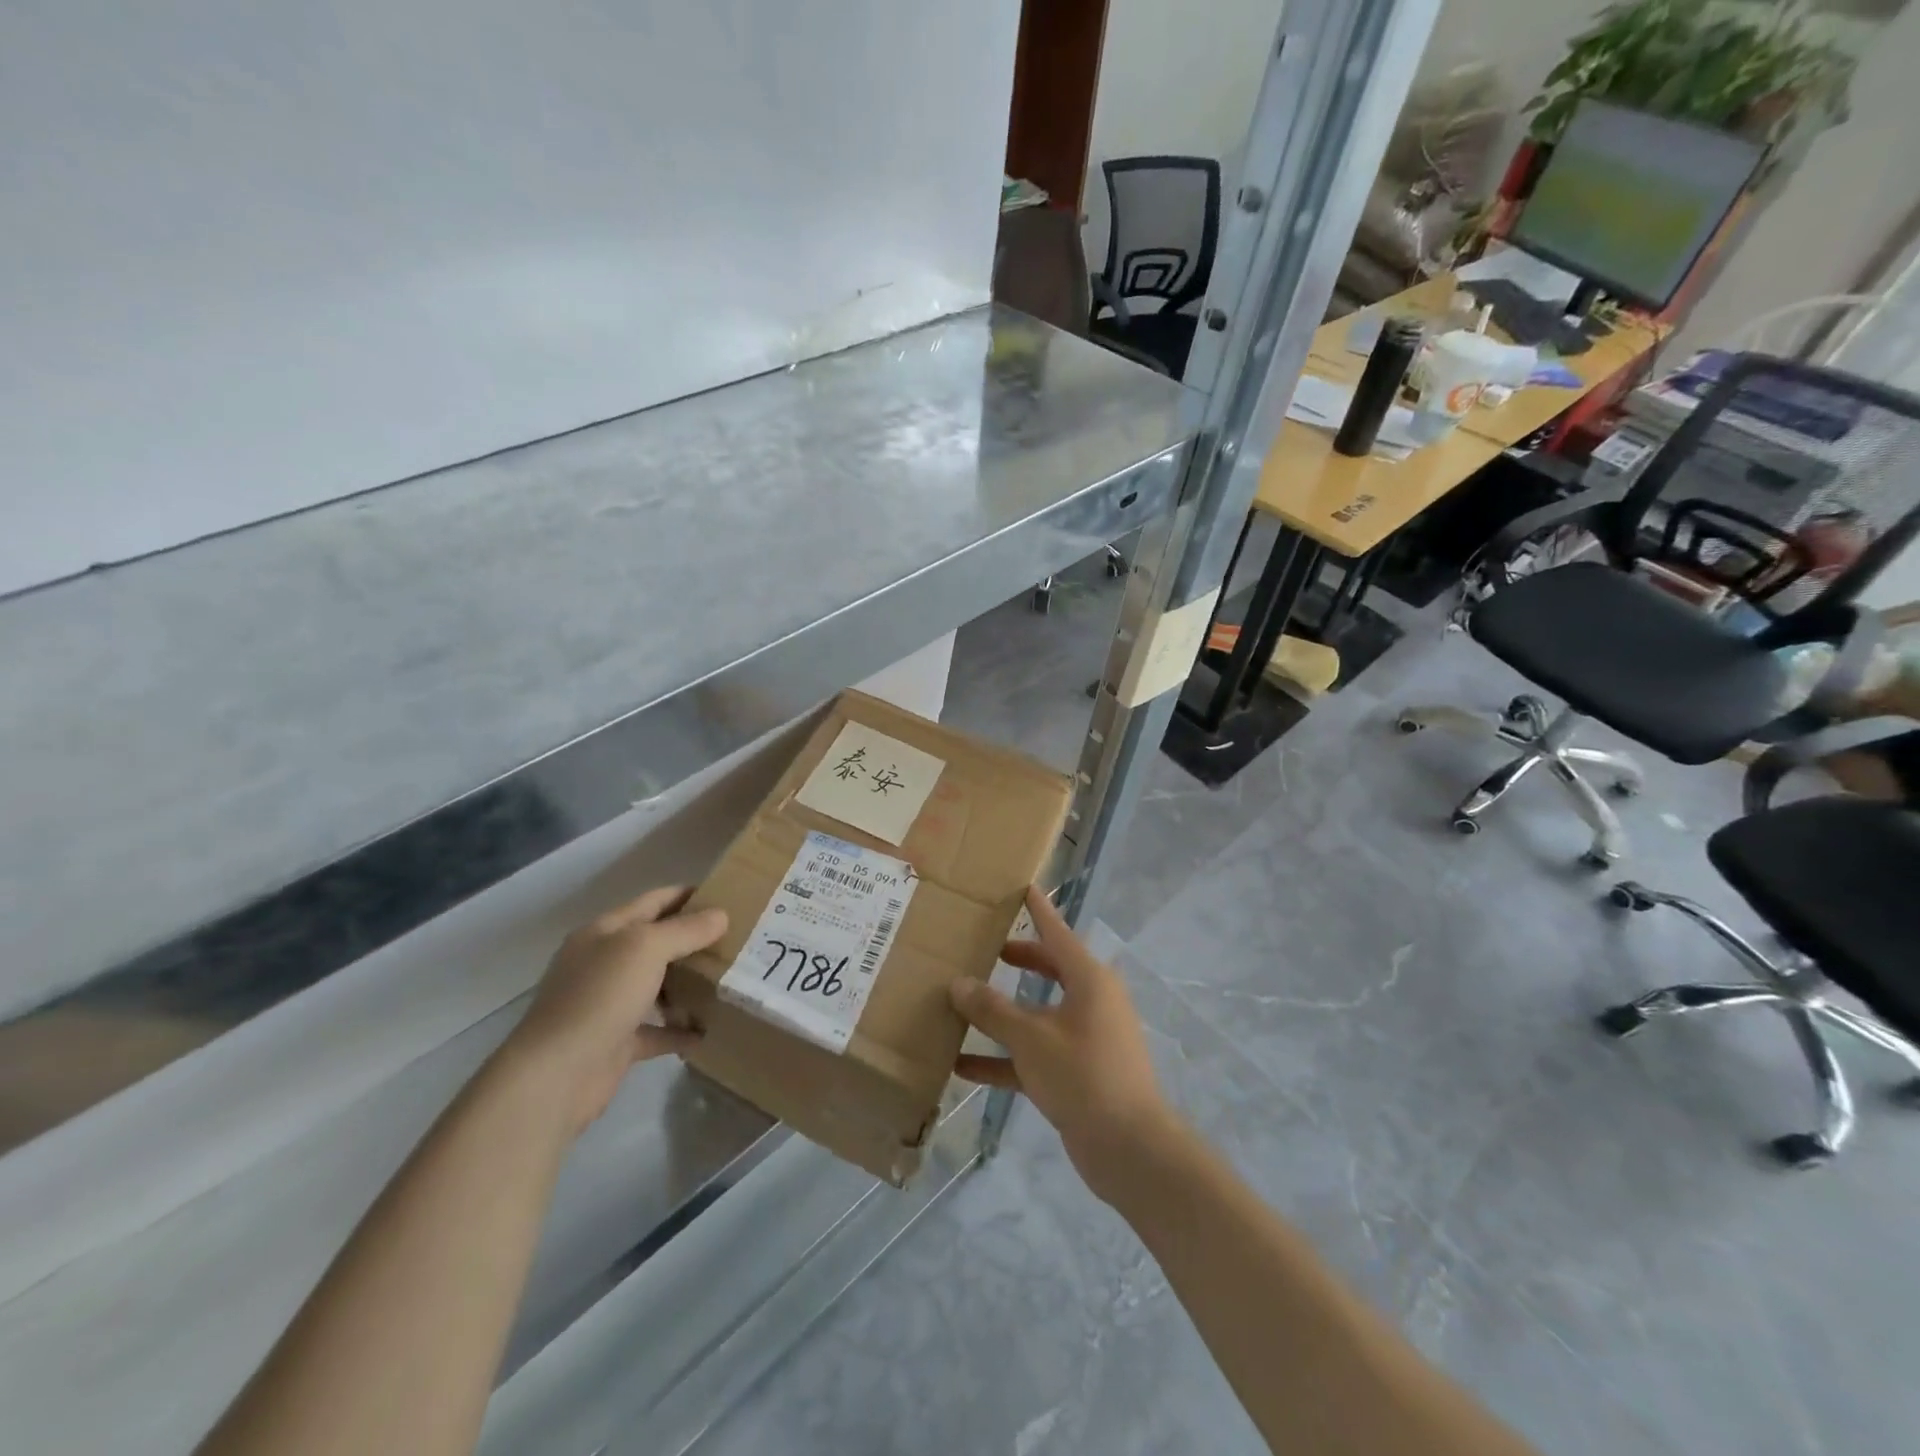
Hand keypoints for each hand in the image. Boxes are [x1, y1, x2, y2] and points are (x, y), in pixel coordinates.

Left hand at [501, 887, 727, 1134]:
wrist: (555, 1076)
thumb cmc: (600, 997)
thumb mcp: (646, 948)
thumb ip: (685, 930)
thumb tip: (721, 915)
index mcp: (605, 932)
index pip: (654, 901)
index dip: (689, 895)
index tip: (730, 896)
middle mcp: (604, 963)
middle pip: (657, 942)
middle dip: (695, 940)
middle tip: (740, 939)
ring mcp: (608, 1004)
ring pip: (658, 985)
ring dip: (690, 983)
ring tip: (730, 980)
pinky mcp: (616, 1042)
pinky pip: (656, 1029)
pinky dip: (681, 1029)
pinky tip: (709, 1030)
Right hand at [951, 886, 1174, 1201]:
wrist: (1130, 1148)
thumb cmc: (1083, 1075)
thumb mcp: (1031, 1038)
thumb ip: (992, 1010)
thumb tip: (958, 983)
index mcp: (1088, 979)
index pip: (1057, 932)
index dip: (1037, 910)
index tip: (1022, 887)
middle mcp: (1090, 1001)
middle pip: (1048, 969)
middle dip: (1015, 959)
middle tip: (982, 947)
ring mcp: (1084, 1038)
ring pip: (1037, 1014)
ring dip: (1002, 1014)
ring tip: (960, 1004)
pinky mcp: (1076, 1072)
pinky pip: (1035, 1053)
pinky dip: (1004, 1058)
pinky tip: (962, 1067)